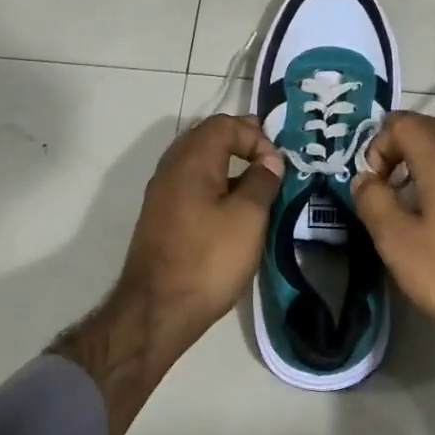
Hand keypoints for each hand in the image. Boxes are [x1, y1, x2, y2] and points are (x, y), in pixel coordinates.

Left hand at [117, 115, 283, 348]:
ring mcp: (161, 194)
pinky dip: (214, 185)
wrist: (157, 310)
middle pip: (207, 138)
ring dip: (227, 165)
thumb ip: (262, 181)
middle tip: (270, 161)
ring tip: (257, 186)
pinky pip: (190, 185)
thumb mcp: (248, 217)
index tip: (276, 164)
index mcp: (191, 160)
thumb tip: (269, 160)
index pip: (224, 124)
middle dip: (240, 143)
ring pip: (197, 162)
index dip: (255, 135)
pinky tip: (232, 209)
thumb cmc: (208, 258)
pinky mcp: (161, 218)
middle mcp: (171, 168)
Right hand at [349, 112, 434, 343]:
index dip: (378, 144)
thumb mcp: (397, 242)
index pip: (403, 122)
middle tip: (385, 182)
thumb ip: (374, 202)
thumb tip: (364, 179)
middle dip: (399, 145)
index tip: (374, 184)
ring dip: (421, 158)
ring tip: (407, 197)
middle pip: (428, 126)